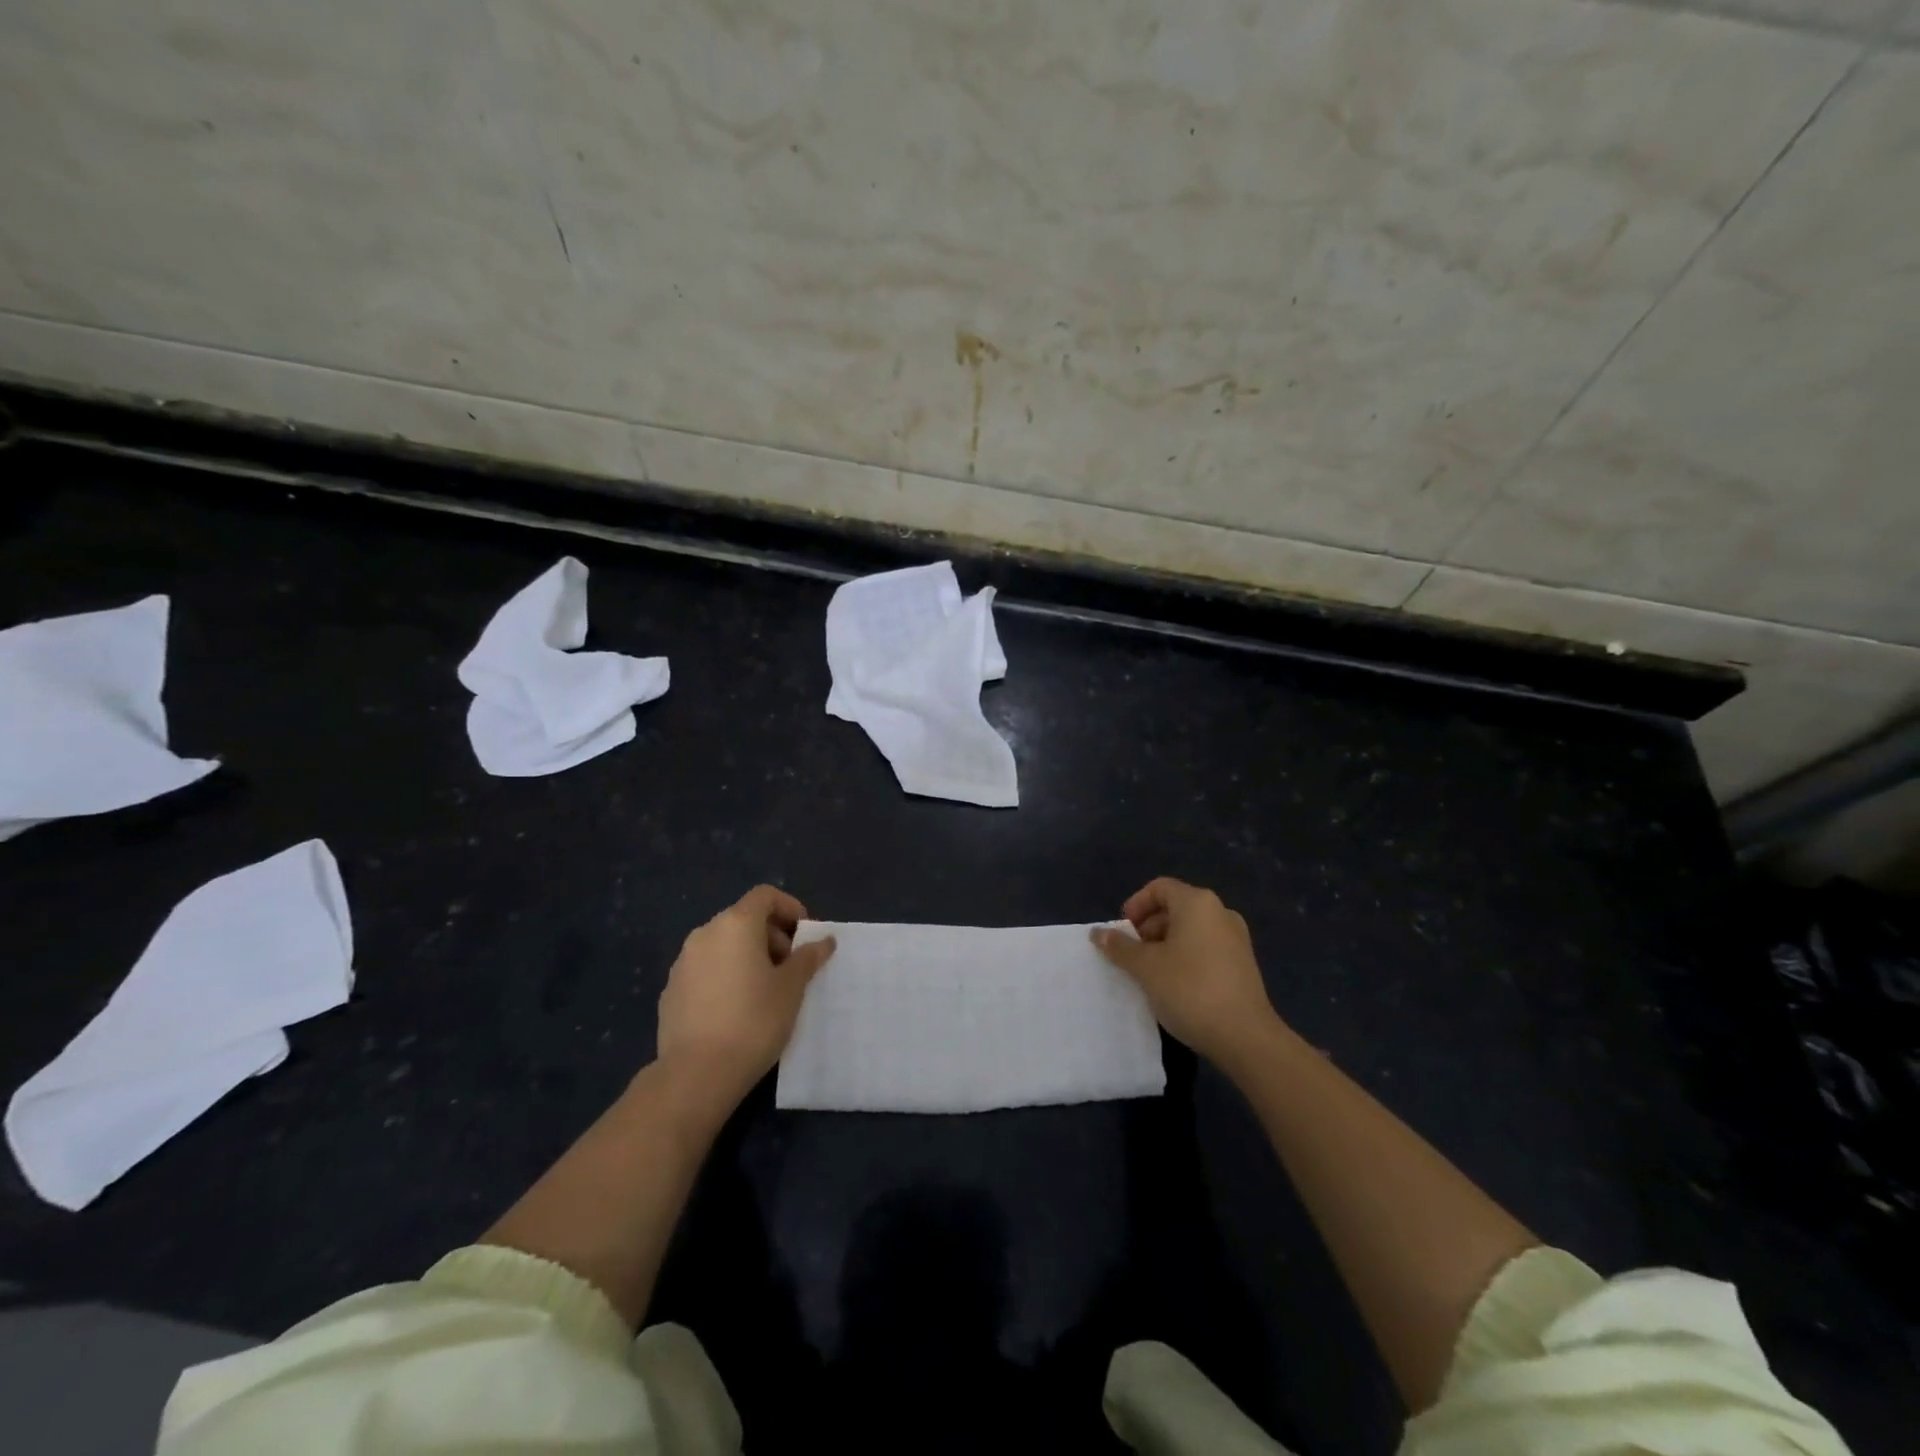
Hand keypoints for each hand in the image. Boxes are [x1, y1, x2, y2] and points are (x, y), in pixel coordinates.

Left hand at [656, 885, 835, 1103]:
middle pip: (744, 918)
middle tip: (791, 968)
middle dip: (772, 936)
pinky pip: (706, 970)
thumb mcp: (792, 988)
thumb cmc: (754, 1020)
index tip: (805, 936)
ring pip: (723, 945)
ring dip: (748, 956)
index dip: (790, 908)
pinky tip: (736, 1010)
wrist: (696, 1074)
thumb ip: (808, 958)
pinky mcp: (671, 991)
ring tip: (766, 991)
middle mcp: (705, 933)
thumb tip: (824, 940)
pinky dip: (725, 976)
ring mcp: (682, 962)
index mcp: (735, 924)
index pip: (765, 895)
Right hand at [1092, 877, 1283, 1072]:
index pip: (1159, 888)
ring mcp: (1235, 939)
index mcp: (1197, 903)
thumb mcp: (1145, 967)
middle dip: (1147, 928)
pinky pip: (1205, 948)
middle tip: (1130, 955)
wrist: (1245, 1037)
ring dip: (1164, 945)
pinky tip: (1173, 986)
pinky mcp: (1242, 964)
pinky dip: (1184, 958)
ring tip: (1149, 974)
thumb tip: (1098, 933)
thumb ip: (1119, 946)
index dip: (1135, 905)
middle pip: (1174, 908)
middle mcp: (1220, 912)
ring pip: (1190, 930)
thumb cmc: (1189, 989)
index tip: (1121, 932)